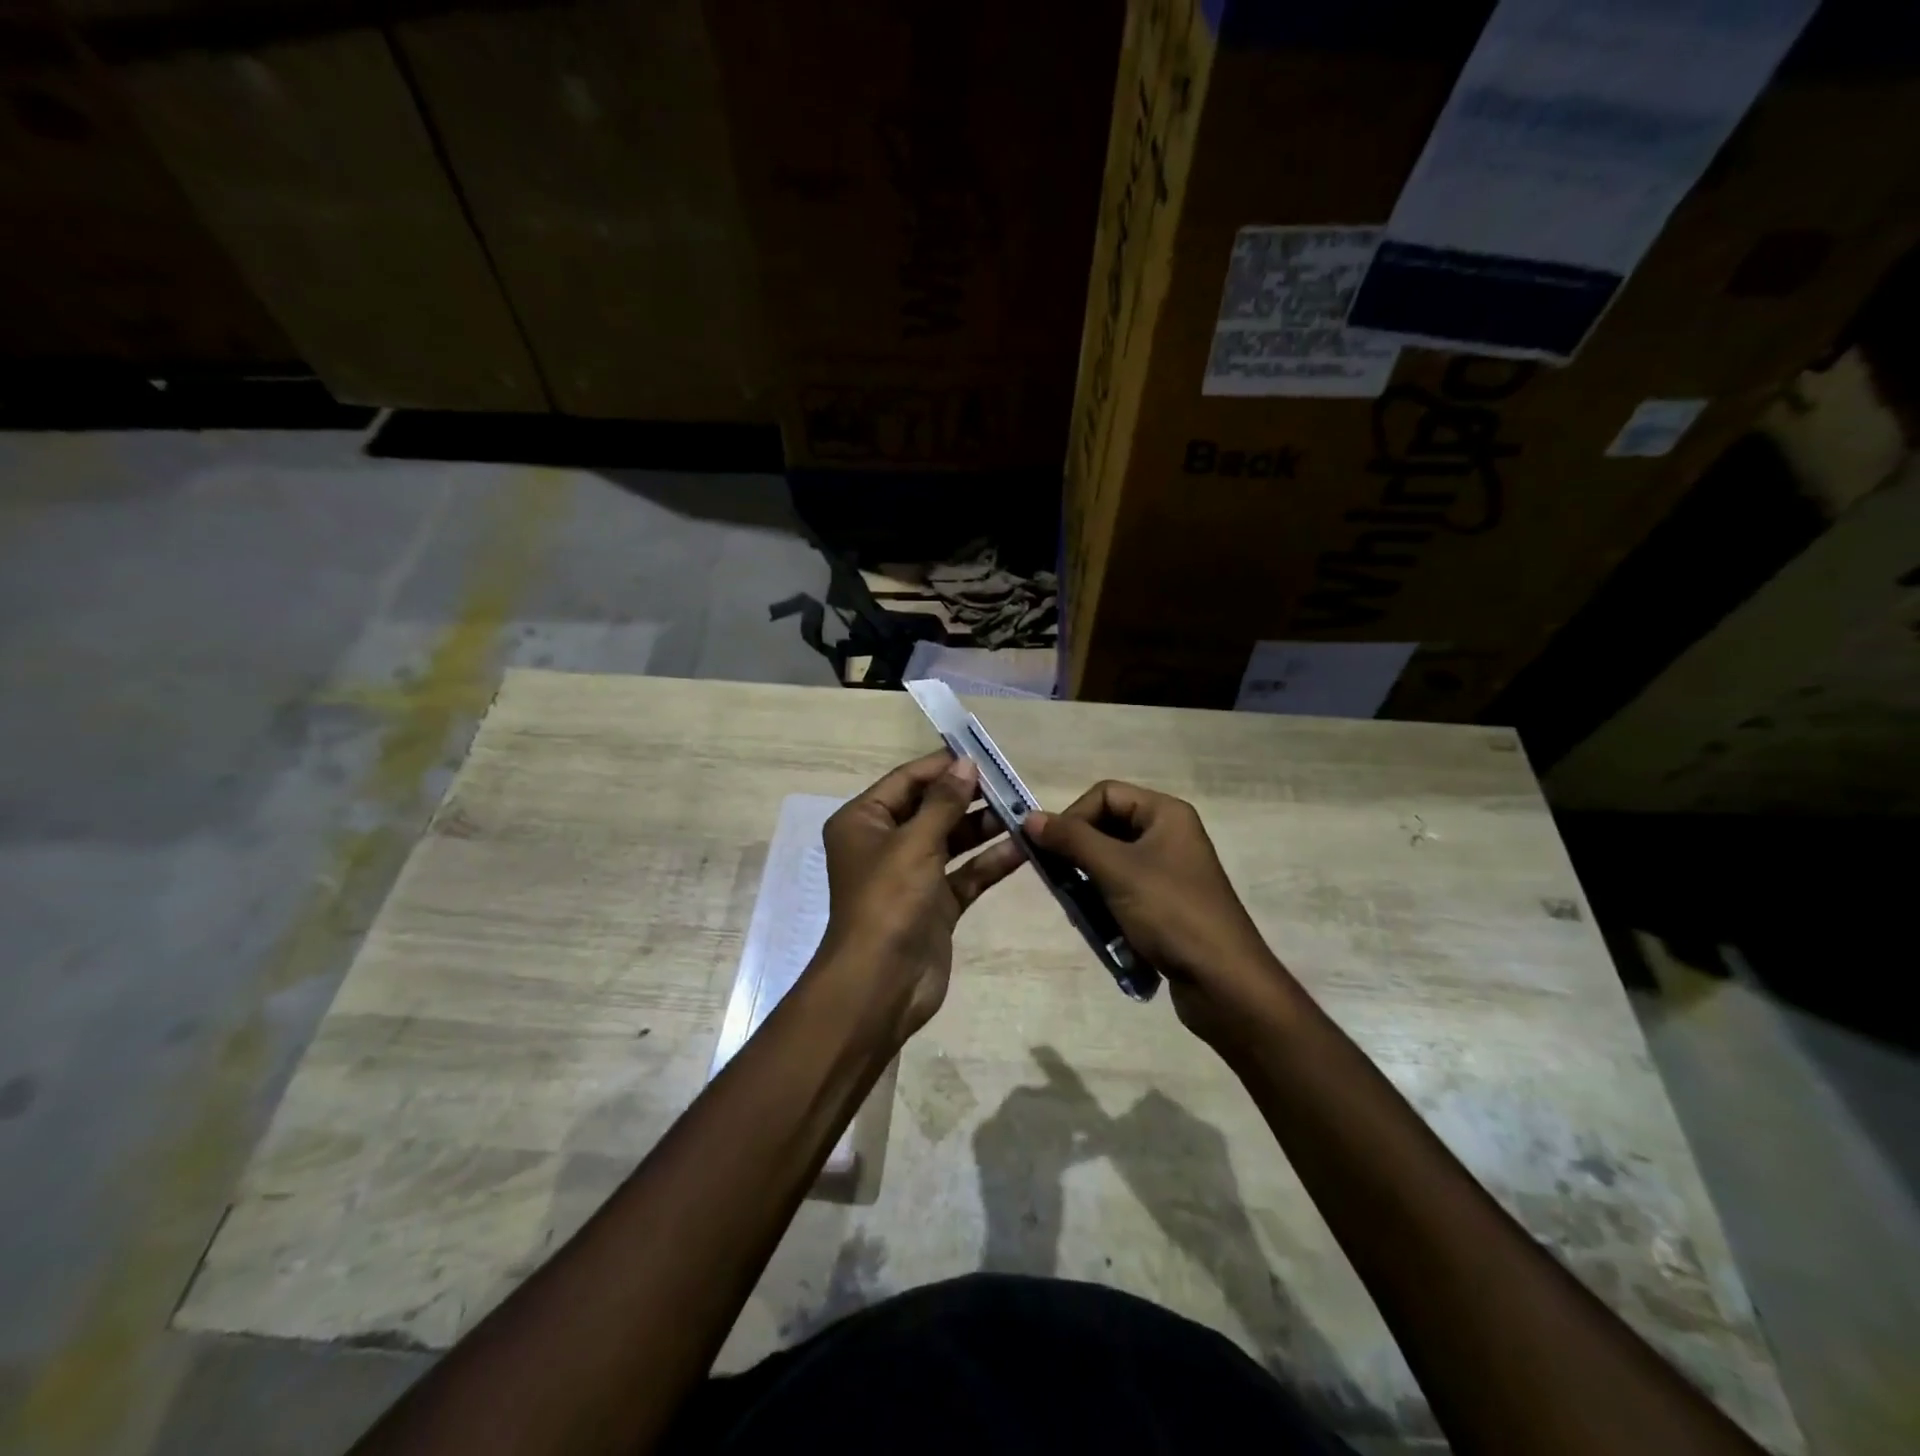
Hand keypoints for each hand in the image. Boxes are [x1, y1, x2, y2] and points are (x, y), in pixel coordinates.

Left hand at [814, 752, 1025, 1042]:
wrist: (881, 985)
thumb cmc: (888, 901)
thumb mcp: (915, 843)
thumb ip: (944, 802)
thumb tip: (966, 764)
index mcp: (863, 821)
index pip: (907, 780)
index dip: (943, 767)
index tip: (983, 755)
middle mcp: (885, 843)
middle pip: (932, 808)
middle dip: (970, 797)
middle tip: (1011, 784)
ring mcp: (911, 875)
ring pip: (952, 841)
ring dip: (985, 827)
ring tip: (1024, 811)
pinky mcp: (935, 904)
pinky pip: (966, 874)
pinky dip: (990, 862)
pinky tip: (1024, 849)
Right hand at [1026, 781, 1299, 1049]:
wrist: (1223, 982)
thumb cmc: (1171, 914)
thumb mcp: (1117, 871)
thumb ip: (1072, 840)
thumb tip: (1030, 817)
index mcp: (1166, 814)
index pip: (1104, 794)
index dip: (1074, 817)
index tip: (1052, 850)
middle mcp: (1168, 835)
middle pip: (1105, 827)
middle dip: (1078, 854)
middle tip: (1059, 882)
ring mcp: (1167, 872)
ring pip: (1109, 863)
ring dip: (1087, 883)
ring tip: (1080, 911)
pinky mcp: (1164, 904)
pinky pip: (1121, 891)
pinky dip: (1103, 904)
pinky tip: (1098, 928)